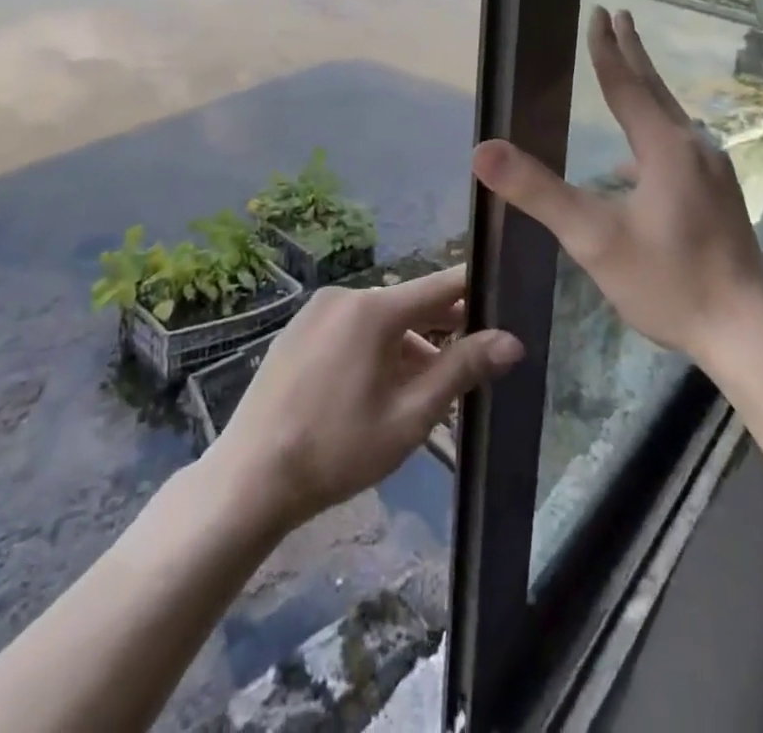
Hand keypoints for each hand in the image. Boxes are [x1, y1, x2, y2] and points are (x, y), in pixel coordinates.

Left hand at [209, 267, 522, 530]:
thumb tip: (512, 341)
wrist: (250, 477)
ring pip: (379, 320)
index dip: (475, 289)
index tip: (505, 294)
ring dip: (408, 346)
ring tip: (426, 390)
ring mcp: (316, 311)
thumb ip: (461, 370)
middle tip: (473, 358)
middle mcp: (345, 296)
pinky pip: (351, 328)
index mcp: (374, 308)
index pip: (440, 284)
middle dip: (443, 328)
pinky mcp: (297, 330)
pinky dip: (375, 348)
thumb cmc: (337, 449)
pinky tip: (380, 389)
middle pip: (409, 303)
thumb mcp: (409, 416)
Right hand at [472, 6, 762, 367]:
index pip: (627, 86)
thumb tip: (482, 150)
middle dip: (633, 54)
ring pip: (670, 119)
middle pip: (655, 91)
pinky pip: (679, 148)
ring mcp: (713, 173)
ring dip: (645, 91)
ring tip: (627, 75)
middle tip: (620, 17)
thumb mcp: (593, 239)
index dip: (608, 50)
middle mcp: (694, 149)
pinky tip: (635, 164)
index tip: (600, 13)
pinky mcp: (719, 196)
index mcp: (664, 148)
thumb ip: (538, 192)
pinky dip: (653, 136)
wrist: (745, 332)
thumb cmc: (667, 282)